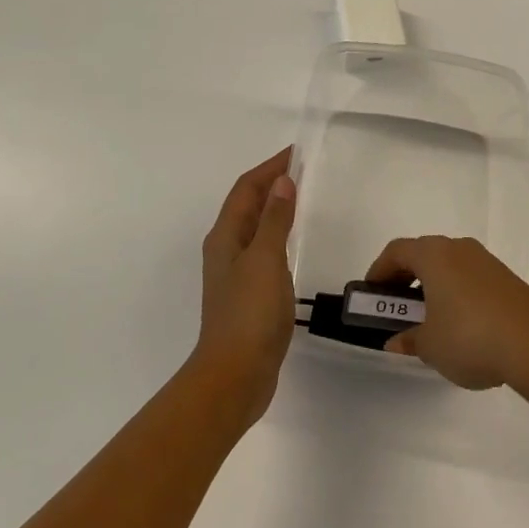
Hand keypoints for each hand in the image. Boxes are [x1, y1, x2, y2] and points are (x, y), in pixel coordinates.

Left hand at [194, 148, 298, 424]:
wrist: (236, 374)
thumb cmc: (249, 313)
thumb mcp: (265, 260)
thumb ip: (275, 220)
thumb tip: (282, 181)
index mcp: (225, 237)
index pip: (246, 189)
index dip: (269, 168)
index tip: (296, 153)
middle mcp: (226, 249)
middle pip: (248, 205)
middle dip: (271, 184)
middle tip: (303, 170)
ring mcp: (236, 273)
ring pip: (255, 228)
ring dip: (274, 208)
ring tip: (300, 197)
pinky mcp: (249, 294)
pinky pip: (264, 250)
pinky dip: (278, 235)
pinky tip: (292, 243)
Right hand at [367, 236, 528, 392]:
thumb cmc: (470, 337)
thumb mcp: (430, 345)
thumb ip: (409, 340)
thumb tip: (397, 341)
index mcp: (434, 255)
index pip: (396, 251)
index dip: (379, 270)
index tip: (371, 294)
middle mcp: (460, 249)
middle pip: (423, 255)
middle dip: (406, 279)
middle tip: (397, 307)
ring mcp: (488, 262)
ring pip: (450, 267)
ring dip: (433, 287)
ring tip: (429, 321)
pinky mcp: (509, 280)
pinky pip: (471, 279)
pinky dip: (457, 294)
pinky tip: (462, 328)